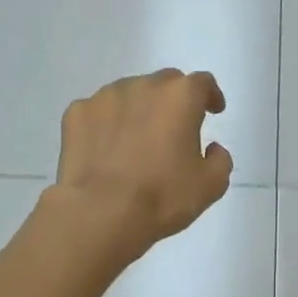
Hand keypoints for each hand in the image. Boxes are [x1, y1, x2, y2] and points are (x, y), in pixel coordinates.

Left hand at [48, 69, 232, 264]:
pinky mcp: (76, 113)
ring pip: (129, 94)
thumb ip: (220, 160)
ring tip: (137, 141)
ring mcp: (105, 97)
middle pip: (165, 83)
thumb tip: (212, 148)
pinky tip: (107, 150)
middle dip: (174, 101)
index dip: (210, 96)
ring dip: (139, 110)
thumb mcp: (210, 186)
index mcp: (180, 97)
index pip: (202, 83)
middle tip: (175, 129)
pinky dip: (107, 124)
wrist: (100, 213)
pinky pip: (99, 112)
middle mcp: (142, 85)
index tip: (213, 111)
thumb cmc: (162, 197)